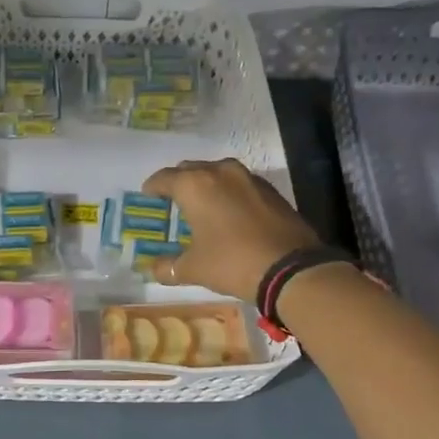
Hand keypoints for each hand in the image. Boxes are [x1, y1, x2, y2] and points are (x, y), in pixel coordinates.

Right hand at [141, 158, 321, 301]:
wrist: (291, 269)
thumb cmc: (232, 262)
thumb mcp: (193, 269)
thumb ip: (168, 267)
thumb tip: (154, 269)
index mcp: (195, 185)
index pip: (163, 178)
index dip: (152, 188)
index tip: (147, 197)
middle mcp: (220, 172)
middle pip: (191, 170)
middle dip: (179, 183)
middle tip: (173, 203)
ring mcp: (249, 178)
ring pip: (218, 174)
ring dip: (206, 186)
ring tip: (202, 207)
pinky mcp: (270, 190)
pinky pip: (240, 185)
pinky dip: (229, 194)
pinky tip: (229, 215)